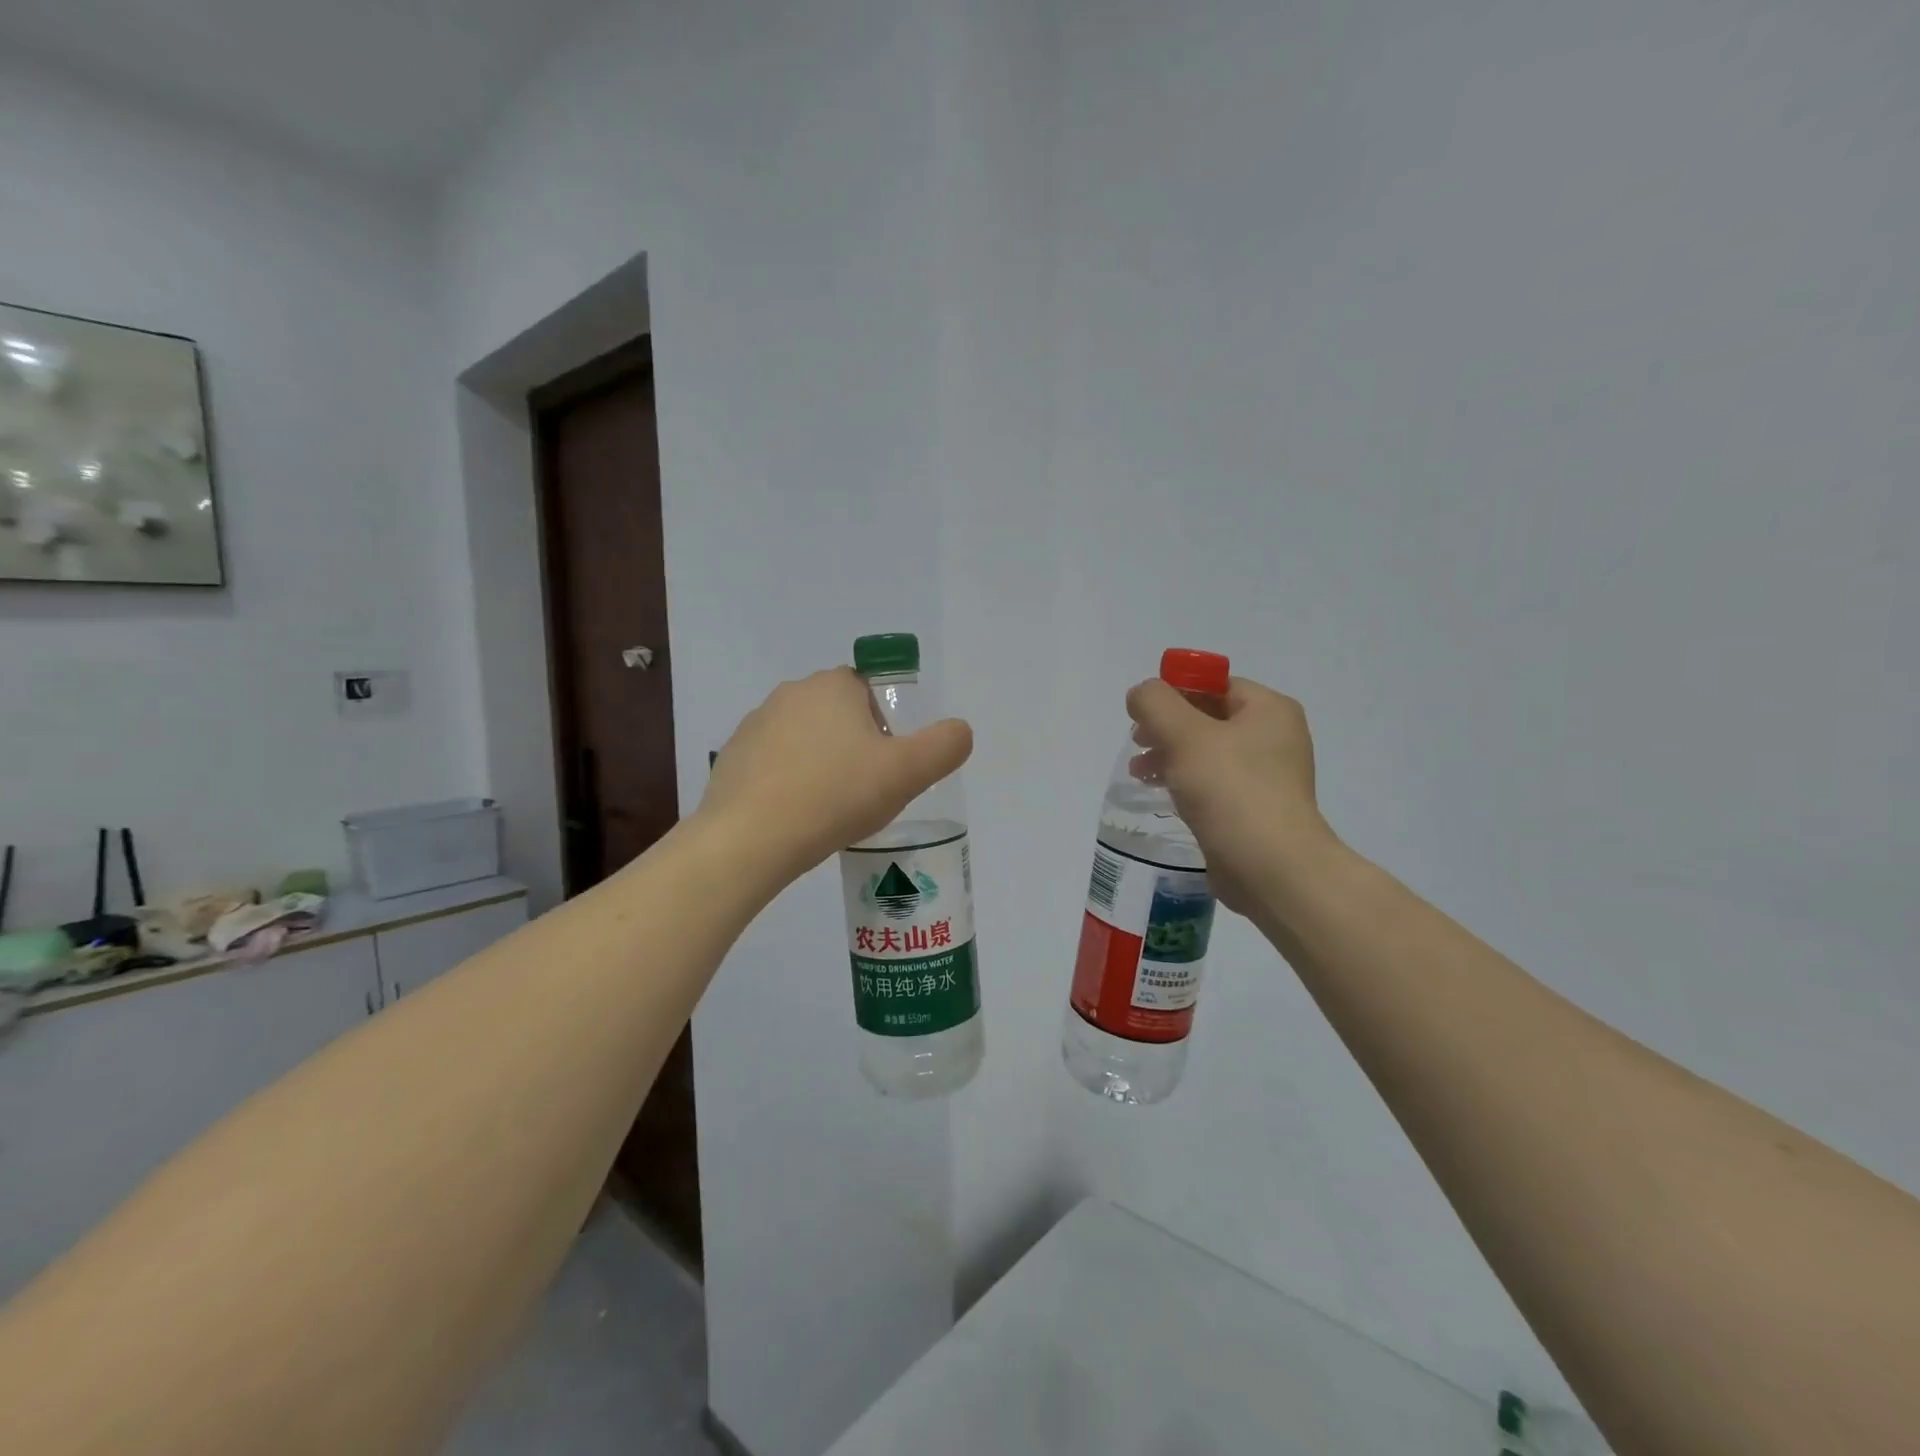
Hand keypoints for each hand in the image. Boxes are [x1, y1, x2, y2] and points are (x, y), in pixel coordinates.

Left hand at [699, 668, 973, 883]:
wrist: (751, 838)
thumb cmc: (836, 795)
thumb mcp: (907, 773)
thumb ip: (944, 746)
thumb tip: (961, 730)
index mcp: (832, 686)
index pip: (868, 690)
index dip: (884, 725)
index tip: (886, 764)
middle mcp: (790, 694)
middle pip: (836, 714)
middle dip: (853, 746)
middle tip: (864, 790)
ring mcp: (754, 725)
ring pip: (803, 739)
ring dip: (820, 764)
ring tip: (829, 809)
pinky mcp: (731, 758)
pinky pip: (772, 765)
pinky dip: (787, 783)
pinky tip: (795, 818)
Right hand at [1126, 676, 1336, 915]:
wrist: (1272, 869)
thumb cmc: (1231, 791)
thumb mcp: (1184, 734)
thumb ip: (1155, 703)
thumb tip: (1142, 694)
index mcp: (1269, 710)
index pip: (1214, 684)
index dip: (1174, 692)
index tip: (1142, 714)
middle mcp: (1275, 737)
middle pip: (1208, 717)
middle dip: (1166, 727)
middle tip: (1137, 743)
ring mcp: (1268, 777)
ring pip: (1207, 753)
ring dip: (1170, 756)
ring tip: (1139, 773)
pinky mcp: (1255, 810)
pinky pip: (1214, 784)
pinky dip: (1186, 783)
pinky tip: (1163, 795)